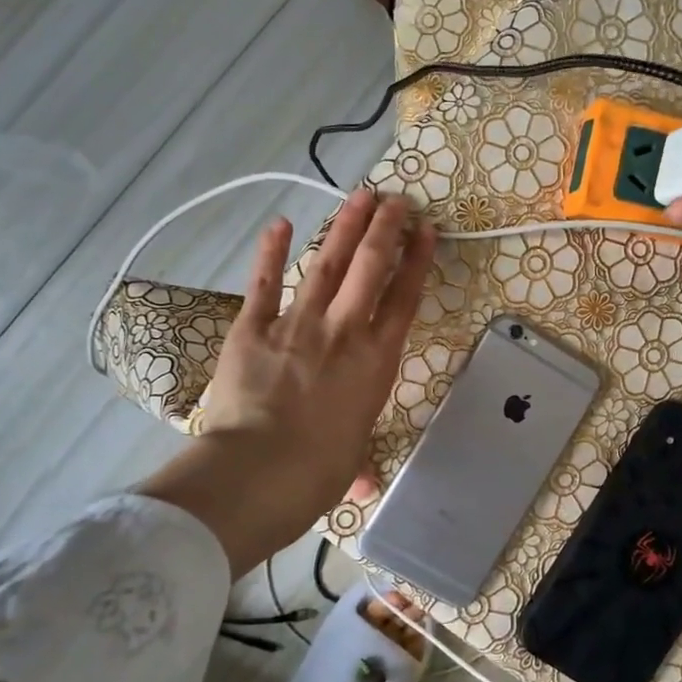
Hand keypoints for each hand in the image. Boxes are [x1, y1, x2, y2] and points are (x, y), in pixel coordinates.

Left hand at [136, 189, 434, 573]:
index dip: (417, 260)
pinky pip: (264, 284)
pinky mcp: (254, 328)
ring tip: (360, 196)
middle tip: (396, 200)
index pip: (404, 298)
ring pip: (326, 263)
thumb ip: (357, 463)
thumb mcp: (349, 463)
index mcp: (376, 361)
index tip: (427, 232)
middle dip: (386, 228)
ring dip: (344, 227)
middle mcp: (344, 331)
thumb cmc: (317, 473)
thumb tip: (363, 485)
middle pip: (370, 267)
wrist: (260, 471)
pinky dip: (269, 252)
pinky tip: (278, 223)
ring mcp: (298, 324)